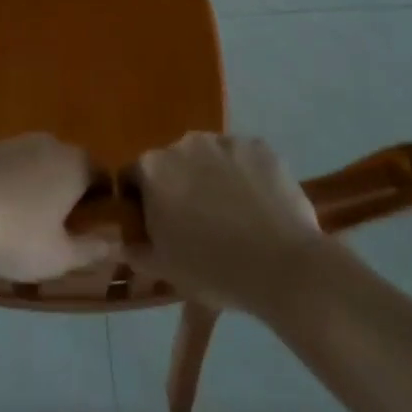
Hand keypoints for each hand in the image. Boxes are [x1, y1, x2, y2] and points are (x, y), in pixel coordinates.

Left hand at [0, 135, 118, 281]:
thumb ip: (91, 248)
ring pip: (30, 157)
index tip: (91, 222)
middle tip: (55, 220)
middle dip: (65, 186)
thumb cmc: (15, 234)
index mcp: (74, 165)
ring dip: (30, 178)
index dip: (101, 198)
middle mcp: (46, 142)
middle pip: (66, 162)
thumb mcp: (58, 256)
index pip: (102, 174)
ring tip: (17, 211)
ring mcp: (9, 138)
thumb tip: (115, 242)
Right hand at [129, 133, 329, 317]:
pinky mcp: (259, 146)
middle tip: (196, 224)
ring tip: (231, 215)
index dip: (140, 203)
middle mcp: (183, 143)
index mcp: (152, 169)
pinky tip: (257, 206)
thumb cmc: (213, 269)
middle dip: (177, 187)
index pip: (132, 178)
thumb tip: (126, 241)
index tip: (156, 227)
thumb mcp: (164, 270)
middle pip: (171, 164)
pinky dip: (244, 175)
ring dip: (210, 178)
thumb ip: (136, 251)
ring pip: (208, 158)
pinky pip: (242, 159)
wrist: (284, 266)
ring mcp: (224, 141)